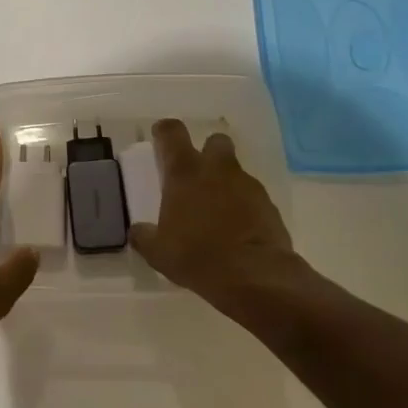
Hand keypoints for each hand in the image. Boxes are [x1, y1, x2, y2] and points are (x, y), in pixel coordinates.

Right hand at [128, 119, 308, 310]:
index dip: (165, 131)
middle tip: (197, 173)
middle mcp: (217, 170)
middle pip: (215, 141)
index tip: (160, 136)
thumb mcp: (158, 251)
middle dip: (207, 151)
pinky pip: (252, 196)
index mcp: (184, 173)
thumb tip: (138, 231)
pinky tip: (236, 228)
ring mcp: (247, 185)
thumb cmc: (196, 256)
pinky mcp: (269, 205)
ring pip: (235, 170)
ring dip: (225, 182)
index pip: (172, 133)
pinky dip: (243, 205)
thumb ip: (145, 236)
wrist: (253, 276)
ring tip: (216, 210)